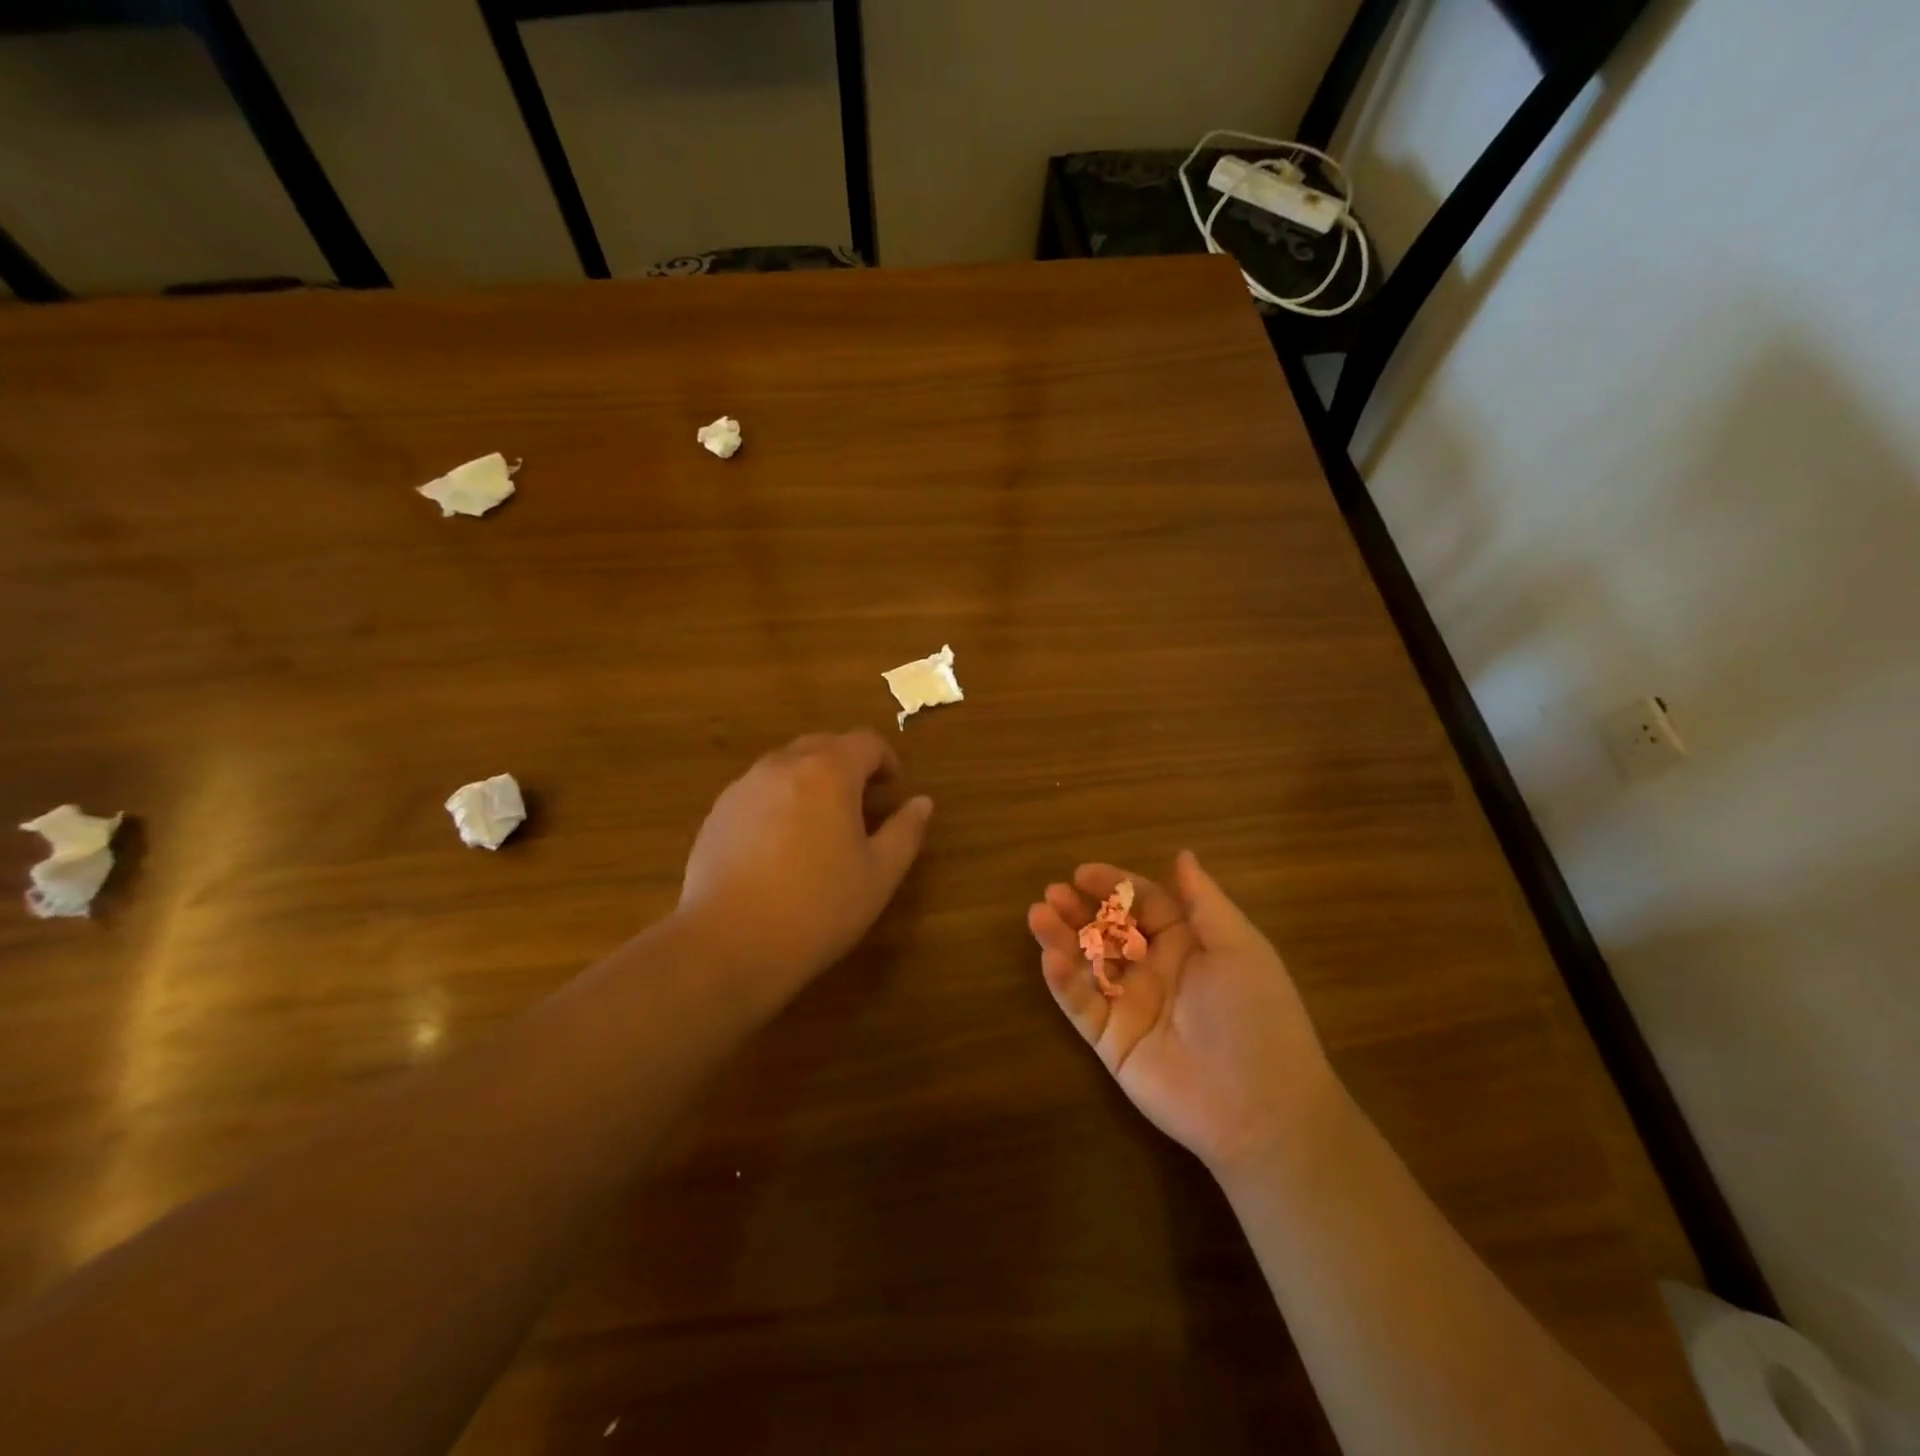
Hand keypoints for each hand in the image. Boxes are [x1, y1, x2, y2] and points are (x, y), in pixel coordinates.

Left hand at [678, 731, 932, 1008]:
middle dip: (849, 765)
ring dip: (812, 781)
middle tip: (863, 805)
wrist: (727, 944)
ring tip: (822, 826)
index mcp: (828, 771)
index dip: (886, 760)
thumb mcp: (879, 875)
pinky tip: (782, 847)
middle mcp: (783, 765)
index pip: (866, 742)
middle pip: (824, 746)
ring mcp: (744, 786)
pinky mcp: (718, 813)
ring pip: (788, 766)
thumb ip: (905, 832)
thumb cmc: (817, 907)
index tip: (893, 789)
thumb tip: (921, 803)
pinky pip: (760, 791)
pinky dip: (780, 802)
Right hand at [1028, 852, 1337, 1176]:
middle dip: (1080, 910)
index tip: (1082, 873)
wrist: (1263, 1106)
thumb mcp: (1239, 947)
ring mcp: (1129, 1005)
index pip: (1142, 905)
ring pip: (1087, 964)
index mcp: (1187, 944)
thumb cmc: (1257, 1014)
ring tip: (1038, 915)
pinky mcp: (1111, 1041)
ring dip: (1062, 938)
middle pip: (1108, 931)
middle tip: (1052, 894)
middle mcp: (1153, 970)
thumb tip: (1182, 855)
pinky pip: (1082, 1006)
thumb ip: (1203, 901)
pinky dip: (1064, 982)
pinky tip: (1051, 958)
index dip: (1114, 886)